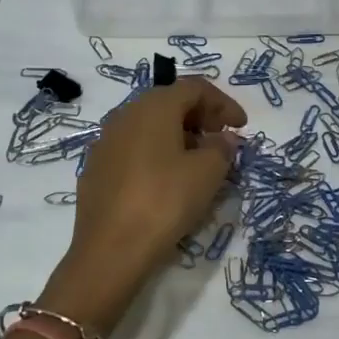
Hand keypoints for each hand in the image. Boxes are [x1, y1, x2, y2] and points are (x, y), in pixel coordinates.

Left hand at [39, 79, 245, 334]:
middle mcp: (125, 114)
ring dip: (178, 135)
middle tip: (222, 140)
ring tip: (199, 162)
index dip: (223, 103)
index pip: (194, 88)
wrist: (110, 250)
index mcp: (153, 106)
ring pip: (149, 125)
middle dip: (200, 117)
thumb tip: (222, 139)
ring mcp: (105, 142)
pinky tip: (168, 179)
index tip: (242, 126)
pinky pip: (134, 148)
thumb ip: (222, 148)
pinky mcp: (96, 169)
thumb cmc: (165, 201)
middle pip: (169, 102)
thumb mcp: (208, 173)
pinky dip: (157, 153)